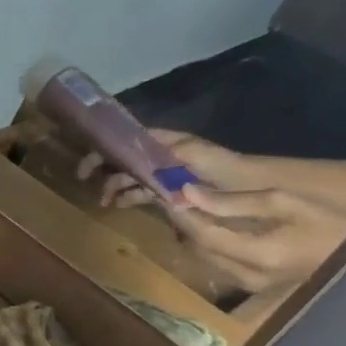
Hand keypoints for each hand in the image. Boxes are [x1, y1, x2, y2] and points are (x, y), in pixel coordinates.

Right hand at [78, 129, 261, 207]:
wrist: (260, 191)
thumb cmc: (228, 170)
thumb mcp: (196, 156)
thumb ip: (166, 157)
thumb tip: (136, 169)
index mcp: (168, 144)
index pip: (129, 140)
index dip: (106, 148)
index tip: (88, 165)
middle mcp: (164, 156)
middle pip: (127, 158)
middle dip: (106, 169)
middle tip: (85, 183)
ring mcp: (169, 174)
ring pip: (133, 176)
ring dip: (116, 186)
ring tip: (105, 202)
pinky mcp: (175, 191)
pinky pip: (146, 191)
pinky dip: (131, 196)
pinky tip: (121, 205)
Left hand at [173, 183, 345, 292]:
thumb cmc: (330, 220)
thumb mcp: (285, 201)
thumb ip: (234, 201)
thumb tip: (188, 193)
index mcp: (257, 255)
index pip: (202, 235)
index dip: (181, 214)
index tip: (168, 193)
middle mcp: (248, 277)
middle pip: (199, 249)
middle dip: (184, 223)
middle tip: (175, 199)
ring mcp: (251, 286)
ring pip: (205, 259)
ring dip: (194, 235)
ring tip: (190, 209)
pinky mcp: (255, 287)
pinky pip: (219, 265)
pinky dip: (209, 246)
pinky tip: (211, 227)